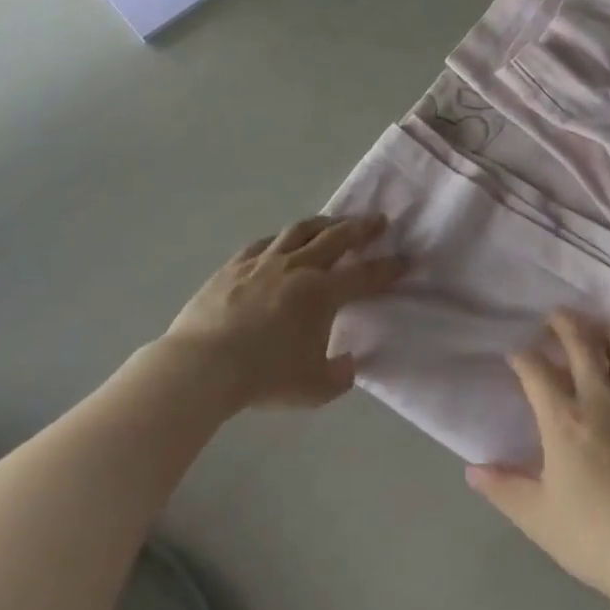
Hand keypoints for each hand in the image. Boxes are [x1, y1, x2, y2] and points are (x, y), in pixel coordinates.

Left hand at [161, 214, 403, 410]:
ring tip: (333, 221)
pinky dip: (280, 239)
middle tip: (378, 220)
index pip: (366, 275)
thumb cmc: (263, 377)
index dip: (389, 267)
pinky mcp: (235, 265)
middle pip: (337, 237)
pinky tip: (281, 242)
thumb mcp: (313, 389)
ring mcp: (265, 261)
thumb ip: (339, 375)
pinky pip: (264, 243)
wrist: (203, 365)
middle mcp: (299, 267)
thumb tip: (349, 363)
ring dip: (323, 223)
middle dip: (362, 228)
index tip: (406, 259)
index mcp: (323, 293)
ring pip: (301, 230)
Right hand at [466, 311, 609, 602]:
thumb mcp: (537, 517)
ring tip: (593, 329)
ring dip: (603, 331)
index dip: (521, 356)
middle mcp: (599, 399)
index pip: (535, 369)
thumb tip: (473, 469)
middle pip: (580, 341)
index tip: (514, 355)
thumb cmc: (593, 536)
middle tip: (552, 317)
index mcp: (563, 419)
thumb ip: (503, 488)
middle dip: (562, 322)